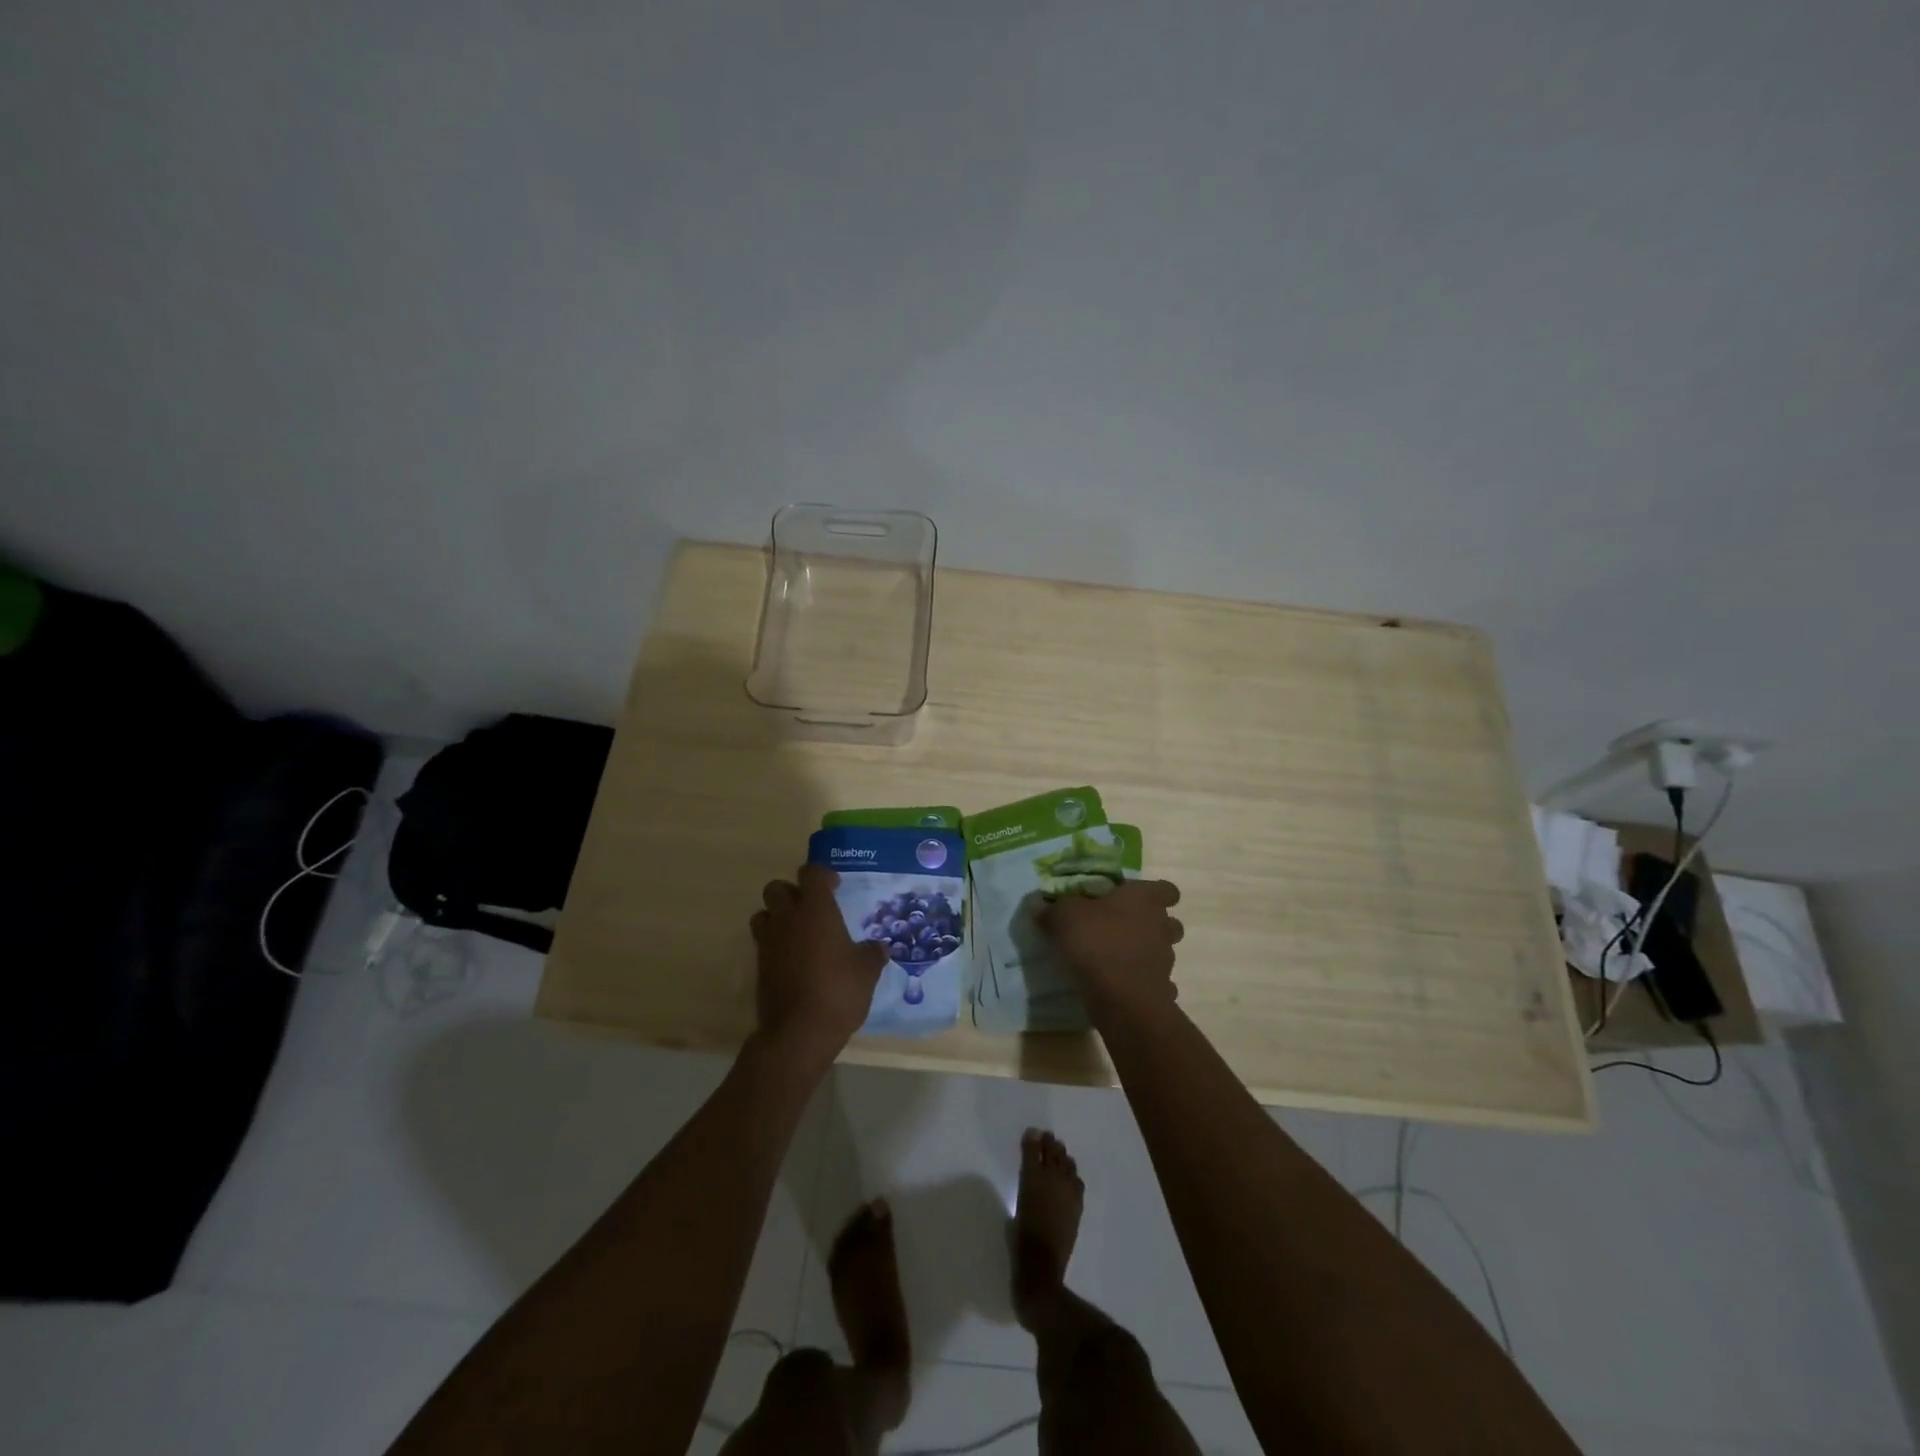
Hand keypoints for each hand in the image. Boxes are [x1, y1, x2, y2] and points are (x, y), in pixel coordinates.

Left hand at [750, 864, 886, 1075]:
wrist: (798, 1033)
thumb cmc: (838, 991)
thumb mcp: (867, 971)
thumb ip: (873, 952)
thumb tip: (879, 947)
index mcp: (815, 910)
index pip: (811, 873)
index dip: (823, 875)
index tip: (836, 887)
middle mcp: (787, 919)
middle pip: (777, 888)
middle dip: (793, 892)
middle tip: (813, 908)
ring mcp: (769, 942)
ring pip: (764, 914)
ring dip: (778, 916)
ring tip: (799, 932)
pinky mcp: (759, 967)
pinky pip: (764, 942)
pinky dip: (776, 944)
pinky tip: (796, 961)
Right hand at [1039, 879, 1184, 1025]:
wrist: (1122, 1000)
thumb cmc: (1097, 944)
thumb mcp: (1064, 917)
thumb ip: (1052, 908)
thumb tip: (1037, 902)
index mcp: (1145, 900)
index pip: (1166, 889)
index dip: (1152, 893)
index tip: (1130, 899)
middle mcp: (1162, 926)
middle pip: (1168, 921)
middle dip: (1149, 924)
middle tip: (1120, 928)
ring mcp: (1166, 960)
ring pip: (1162, 951)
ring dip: (1145, 953)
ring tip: (1117, 959)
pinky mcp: (1162, 990)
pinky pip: (1155, 982)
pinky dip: (1142, 983)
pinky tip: (1121, 986)